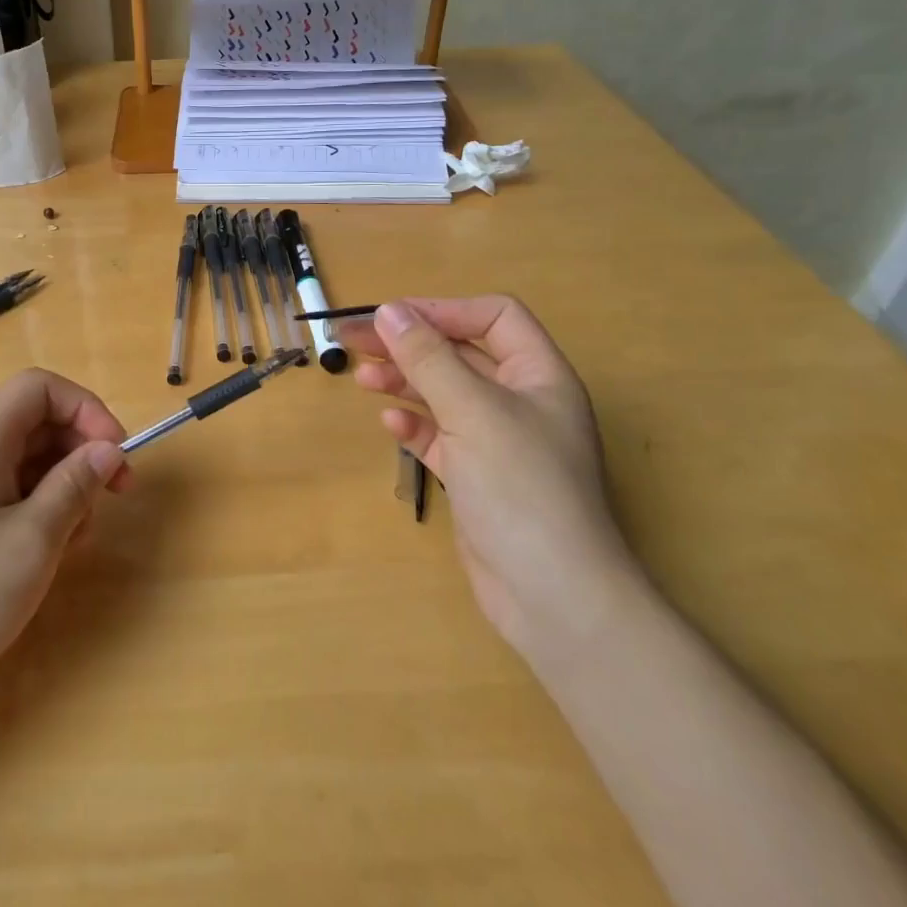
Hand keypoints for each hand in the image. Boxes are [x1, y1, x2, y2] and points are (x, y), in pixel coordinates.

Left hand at [0, 368, 129, 694]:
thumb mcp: (32, 540)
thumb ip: (75, 485)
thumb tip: (107, 448)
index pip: (40, 387)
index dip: (85, 408)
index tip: (114, 453)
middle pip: (37, 423)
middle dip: (82, 451)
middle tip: (114, 497)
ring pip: (27, 462)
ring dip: (64, 487)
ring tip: (77, 538)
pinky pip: (8, 495)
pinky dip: (39, 512)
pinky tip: (48, 554)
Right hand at [343, 298, 636, 651]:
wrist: (553, 596)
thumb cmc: (521, 487)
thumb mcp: (472, 411)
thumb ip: (428, 358)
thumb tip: (389, 311)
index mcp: (539, 374)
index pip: (494, 317)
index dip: (444, 310)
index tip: (392, 318)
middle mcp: (522, 401)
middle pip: (461, 354)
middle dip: (411, 344)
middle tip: (353, 340)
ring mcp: (500, 442)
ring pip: (446, 394)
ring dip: (405, 382)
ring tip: (362, 378)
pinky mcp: (479, 478)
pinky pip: (441, 437)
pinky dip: (415, 426)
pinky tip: (390, 426)